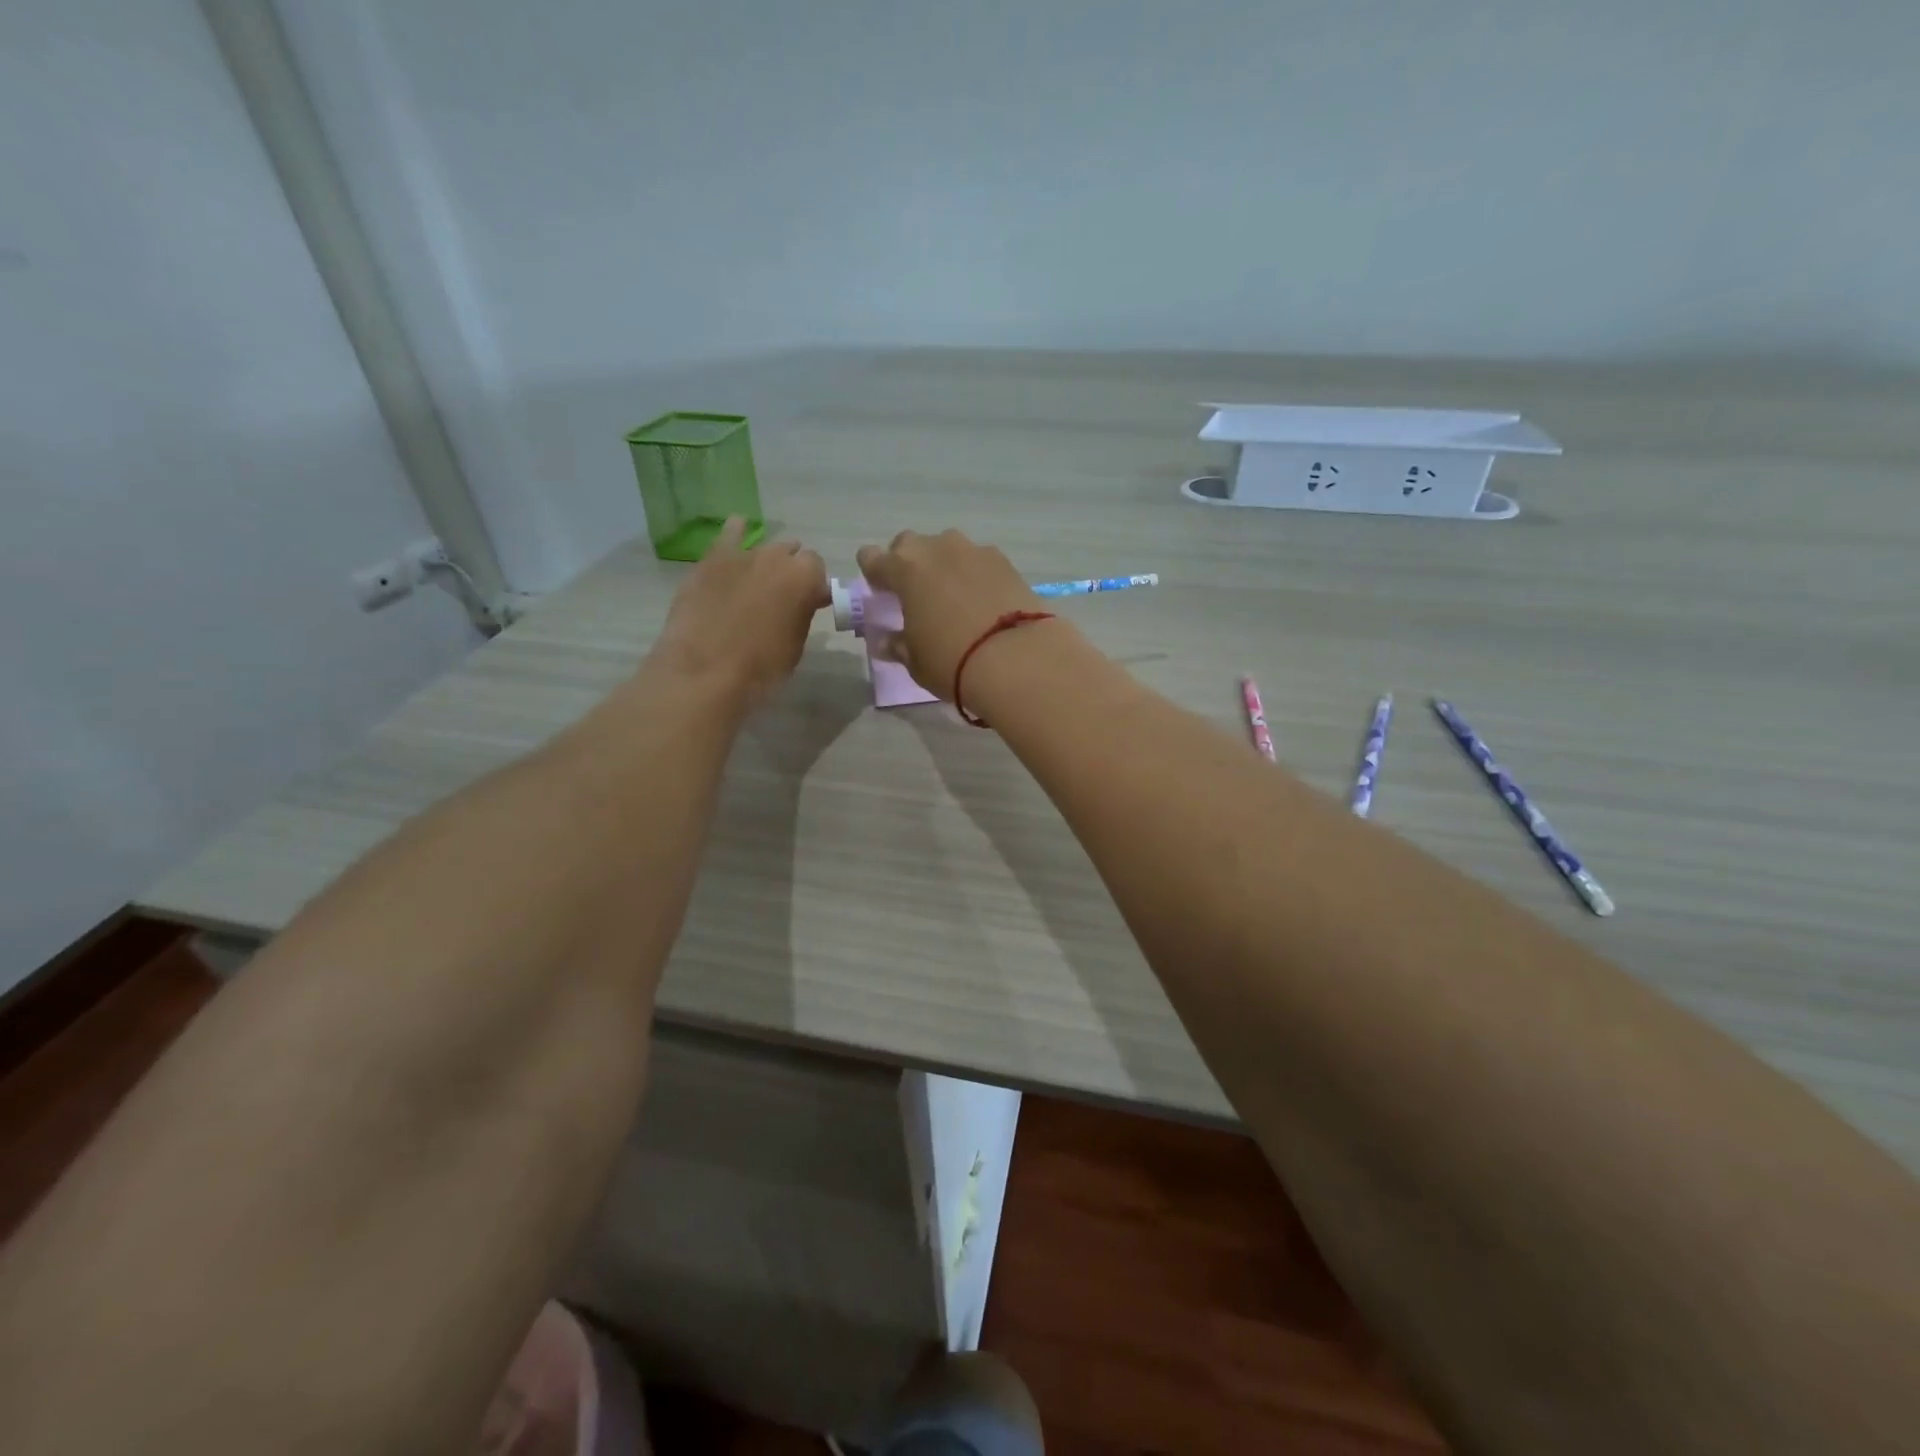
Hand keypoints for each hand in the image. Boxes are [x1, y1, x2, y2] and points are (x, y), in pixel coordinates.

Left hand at [652, 518, 827, 707]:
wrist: (705, 671)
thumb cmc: (761, 667)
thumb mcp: (796, 644)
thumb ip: (802, 614)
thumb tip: (801, 603)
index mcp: (805, 578)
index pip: (818, 570)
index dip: (815, 586)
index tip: (810, 604)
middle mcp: (777, 557)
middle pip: (792, 553)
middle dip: (792, 571)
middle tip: (784, 597)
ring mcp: (742, 555)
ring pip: (764, 547)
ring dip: (767, 561)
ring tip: (760, 581)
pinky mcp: (712, 559)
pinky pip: (729, 534)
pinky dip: (736, 532)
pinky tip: (738, 529)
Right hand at [855, 529, 1046, 699]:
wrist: (1017, 658)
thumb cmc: (952, 661)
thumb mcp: (916, 661)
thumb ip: (898, 644)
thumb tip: (887, 640)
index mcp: (904, 570)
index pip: (872, 558)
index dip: (872, 573)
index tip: (880, 592)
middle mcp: (936, 549)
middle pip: (910, 544)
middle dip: (907, 563)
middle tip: (915, 593)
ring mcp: (973, 551)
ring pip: (947, 547)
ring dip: (943, 564)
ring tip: (953, 595)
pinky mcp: (1004, 560)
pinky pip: (978, 560)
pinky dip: (974, 573)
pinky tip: (982, 599)